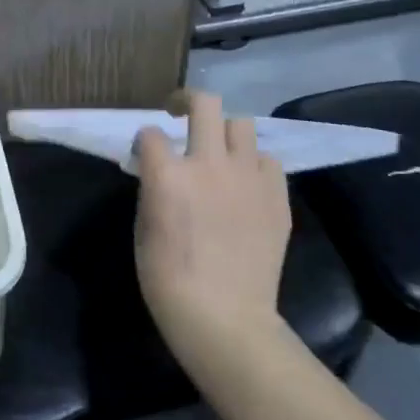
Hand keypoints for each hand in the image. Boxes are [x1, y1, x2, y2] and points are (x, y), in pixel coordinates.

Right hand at [133, 90, 293, 380]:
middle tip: (180, 115)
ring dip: (225, 133)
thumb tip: (159, 171)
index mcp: (168, 174)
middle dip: (188, 102)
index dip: (144, 141)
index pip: (150, 133)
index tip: (144, 154)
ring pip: (242, 123)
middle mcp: (209, 164)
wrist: (223, 317)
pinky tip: (246, 183)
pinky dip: (254, 165)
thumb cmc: (168, 279)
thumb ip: (153, 188)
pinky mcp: (276, 195)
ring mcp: (247, 177)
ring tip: (220, 152)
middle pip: (205, 103)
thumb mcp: (143, 227)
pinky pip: (268, 160)